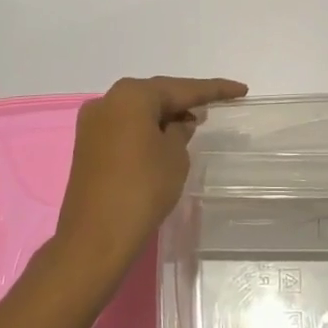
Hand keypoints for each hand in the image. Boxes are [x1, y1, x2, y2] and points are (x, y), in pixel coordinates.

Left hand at [53, 76, 247, 287]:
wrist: (94, 238)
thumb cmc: (141, 189)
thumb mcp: (174, 156)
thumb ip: (180, 131)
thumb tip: (177, 123)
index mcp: (132, 96)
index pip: (182, 88)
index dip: (213, 90)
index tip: (240, 89)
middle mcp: (108, 101)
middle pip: (156, 95)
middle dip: (185, 100)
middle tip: (215, 104)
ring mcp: (93, 124)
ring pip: (138, 111)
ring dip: (164, 115)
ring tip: (193, 122)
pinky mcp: (87, 146)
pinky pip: (125, 127)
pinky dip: (146, 129)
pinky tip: (164, 138)